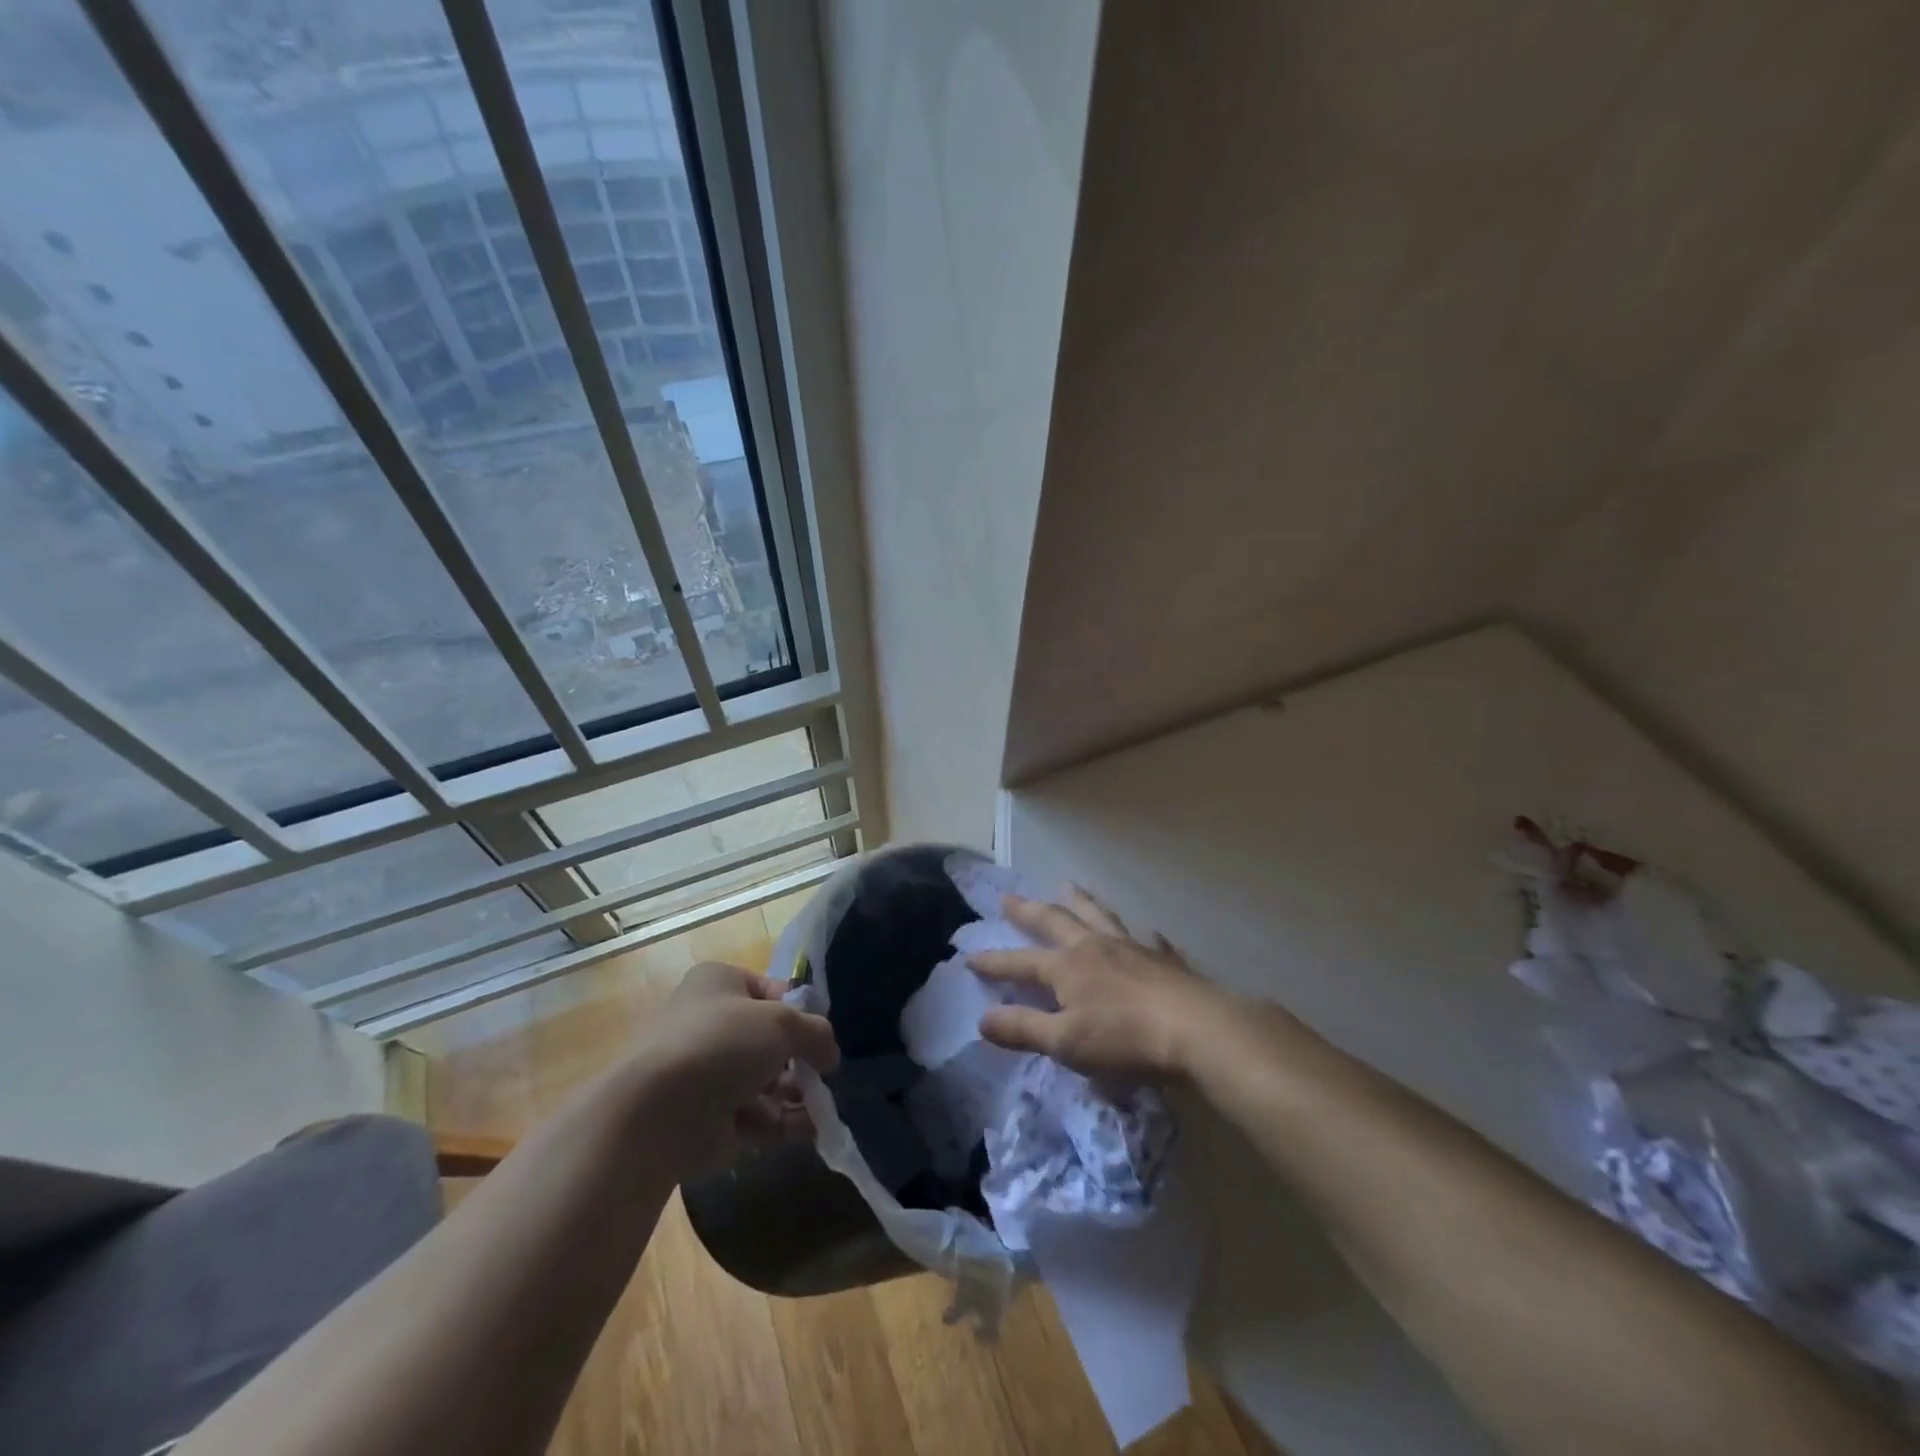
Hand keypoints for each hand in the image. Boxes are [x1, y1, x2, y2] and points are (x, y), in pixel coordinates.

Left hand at [631, 961, 838, 1179]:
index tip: (820, 1031)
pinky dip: (783, 1122)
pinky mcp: (708, 1119)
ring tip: (820, 1105)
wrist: (659, 1113)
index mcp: (718, 985)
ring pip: (764, 1080)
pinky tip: (810, 1129)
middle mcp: (709, 1024)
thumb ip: (815, 1033)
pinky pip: (755, 1115)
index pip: (769, 990)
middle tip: (823, 1073)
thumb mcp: (782, 1022)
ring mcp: (707, 1074)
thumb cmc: (722, 1044)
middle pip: (768, 1039)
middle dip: (799, 1058)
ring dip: (795, 1092)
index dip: (798, 1010)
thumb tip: (830, 1054)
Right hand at [968, 889, 1234, 1082]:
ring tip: (1069, 887)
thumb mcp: (1066, 1042)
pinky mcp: (1164, 959)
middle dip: (1029, 911)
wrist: (1197, 1031)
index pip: (1020, 962)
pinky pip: (1149, 939)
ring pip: (1099, 916)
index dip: (994, 962)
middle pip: (1056, 921)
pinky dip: (1143, 935)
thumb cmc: (1125, 1040)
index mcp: (1067, 967)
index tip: (970, 956)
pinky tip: (1149, 933)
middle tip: (1009, 898)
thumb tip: (982, 1018)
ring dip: (1080, 902)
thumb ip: (1023, 1028)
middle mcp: (1095, 947)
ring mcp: (1132, 947)